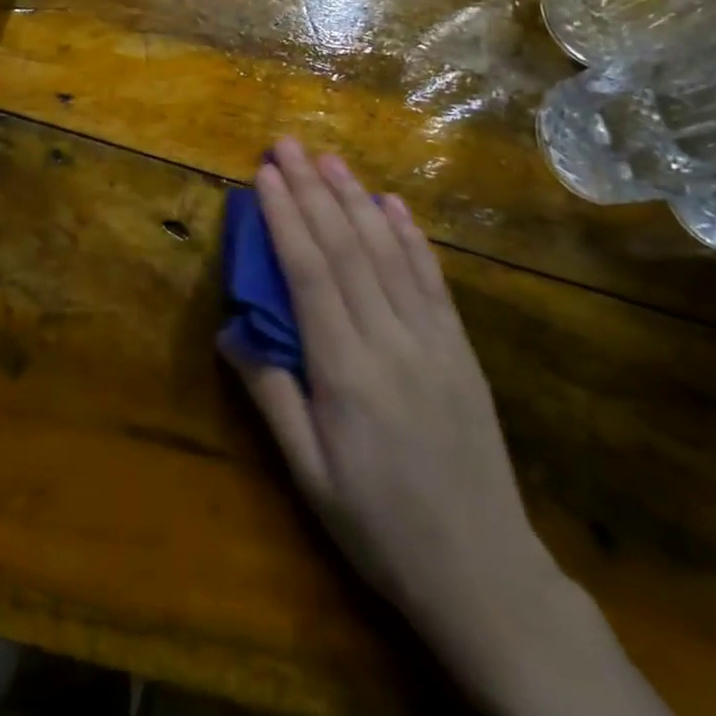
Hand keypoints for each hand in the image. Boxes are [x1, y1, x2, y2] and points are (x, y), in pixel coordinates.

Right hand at [220, 138, 558, 657]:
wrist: (484, 571)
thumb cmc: (379, 526)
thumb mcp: (309, 474)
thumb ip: (270, 394)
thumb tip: (231, 327)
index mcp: (345, 371)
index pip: (309, 272)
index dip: (285, 216)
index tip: (264, 174)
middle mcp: (390, 339)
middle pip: (346, 247)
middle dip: (312, 190)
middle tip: (288, 143)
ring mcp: (432, 338)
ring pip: (387, 251)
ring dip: (355, 198)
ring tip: (329, 158)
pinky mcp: (459, 346)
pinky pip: (431, 277)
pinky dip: (409, 234)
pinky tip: (391, 203)